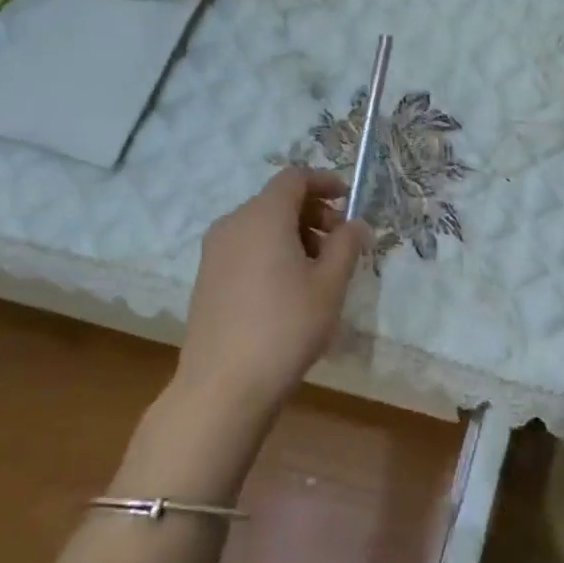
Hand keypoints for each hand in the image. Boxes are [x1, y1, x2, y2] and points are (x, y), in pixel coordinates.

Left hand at [173, 167, 369, 420]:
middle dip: (314, 213)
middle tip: (341, 243)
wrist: (225, 384)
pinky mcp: (207, 279)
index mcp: (262, 217)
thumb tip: (356, 225)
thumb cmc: (287, 326)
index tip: (349, 200)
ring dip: (295, 235)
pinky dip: (273, 253)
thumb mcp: (330, 284)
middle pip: (277, 201)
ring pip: (261, 227)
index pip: (294, 178)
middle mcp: (233, 225)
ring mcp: (215, 253)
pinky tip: (291, 290)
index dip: (325, 182)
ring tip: (320, 271)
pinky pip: (246, 249)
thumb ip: (347, 245)